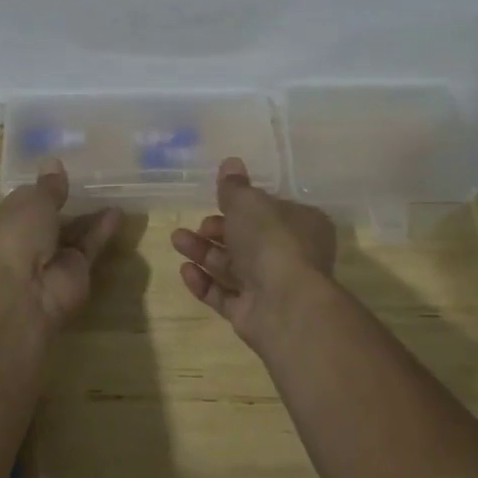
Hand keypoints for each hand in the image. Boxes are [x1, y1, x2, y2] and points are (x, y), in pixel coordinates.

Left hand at [0, 159, 119, 331]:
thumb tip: (53, 162)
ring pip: (72, 233)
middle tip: (89, 179)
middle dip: (65, 202)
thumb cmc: (15, 237)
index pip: (23, 202)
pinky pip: (89, 246)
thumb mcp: (32, 202)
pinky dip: (102, 230)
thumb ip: (49, 186)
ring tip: (110, 192)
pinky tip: (118, 212)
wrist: (23, 294)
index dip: (40, 188)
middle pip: (49, 219)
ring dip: (88, 216)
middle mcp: (25, 242)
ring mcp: (51, 259)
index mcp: (3, 224)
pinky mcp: (76, 272)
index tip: (59, 172)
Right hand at [171, 157, 337, 351]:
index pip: (270, 211)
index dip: (243, 205)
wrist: (284, 304)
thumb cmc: (271, 240)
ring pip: (233, 267)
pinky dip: (205, 282)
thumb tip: (231, 163)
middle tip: (197, 225)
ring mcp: (272, 288)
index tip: (217, 200)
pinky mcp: (253, 314)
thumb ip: (235, 186)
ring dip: (204, 252)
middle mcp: (290, 255)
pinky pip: (225, 295)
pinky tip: (185, 270)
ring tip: (176, 240)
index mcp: (302, 225)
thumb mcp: (249, 202)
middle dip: (217, 230)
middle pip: (248, 240)